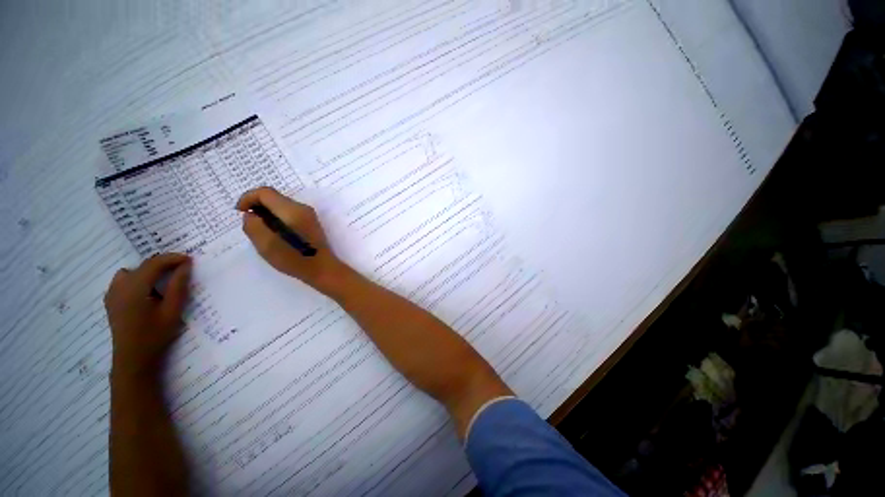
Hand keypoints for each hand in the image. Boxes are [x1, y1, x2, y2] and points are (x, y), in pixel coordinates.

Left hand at [105, 253, 191, 379]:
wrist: (133, 359)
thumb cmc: (155, 335)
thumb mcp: (172, 311)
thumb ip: (178, 286)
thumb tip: (186, 265)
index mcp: (134, 289)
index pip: (153, 264)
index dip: (172, 258)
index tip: (189, 259)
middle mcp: (119, 287)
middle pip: (142, 266)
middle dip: (161, 265)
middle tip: (179, 271)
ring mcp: (112, 294)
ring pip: (131, 272)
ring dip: (147, 272)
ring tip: (161, 282)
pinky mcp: (111, 301)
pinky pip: (123, 281)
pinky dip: (137, 280)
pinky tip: (147, 292)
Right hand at [236, 187, 348, 293]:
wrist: (323, 269)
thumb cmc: (295, 259)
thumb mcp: (267, 246)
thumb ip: (254, 226)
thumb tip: (250, 215)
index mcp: (292, 211)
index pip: (265, 192)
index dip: (248, 198)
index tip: (240, 212)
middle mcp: (302, 208)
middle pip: (274, 197)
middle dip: (257, 206)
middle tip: (250, 224)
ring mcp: (309, 215)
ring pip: (281, 205)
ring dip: (267, 213)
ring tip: (261, 231)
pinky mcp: (310, 222)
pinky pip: (288, 213)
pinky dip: (276, 218)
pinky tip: (274, 234)